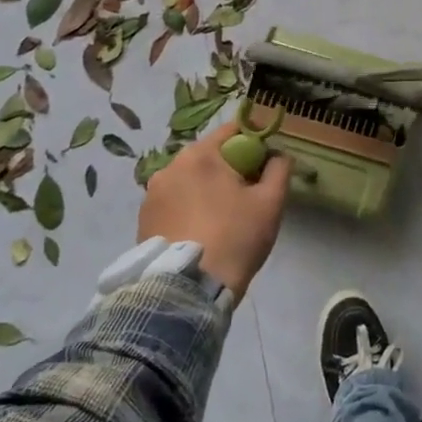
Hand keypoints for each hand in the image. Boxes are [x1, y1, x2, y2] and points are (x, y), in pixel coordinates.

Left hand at [138, 122, 290, 298]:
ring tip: (223, 217)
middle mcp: (170, 167)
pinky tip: (201, 231)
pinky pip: (174, 203)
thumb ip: (279, 169)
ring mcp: (151, 195)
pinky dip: (189, 209)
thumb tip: (279, 155)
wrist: (187, 291)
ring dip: (207, 189)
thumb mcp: (270, 202)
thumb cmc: (234, 238)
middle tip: (249, 193)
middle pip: (209, 156)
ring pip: (190, 180)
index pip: (233, 130)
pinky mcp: (143, 221)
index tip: (267, 160)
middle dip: (230, 167)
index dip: (255, 140)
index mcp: (200, 155)